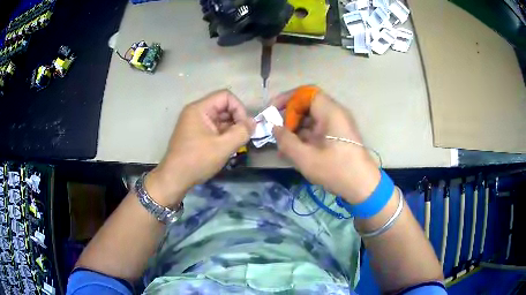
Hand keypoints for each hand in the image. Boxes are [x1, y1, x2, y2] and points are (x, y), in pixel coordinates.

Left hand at [146, 89, 253, 206]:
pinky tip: (227, 148)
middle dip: (236, 120)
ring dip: (231, 129)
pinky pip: (213, 128)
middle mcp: (196, 112)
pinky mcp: (195, 134)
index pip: (226, 96)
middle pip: (223, 106)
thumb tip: (254, 122)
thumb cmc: (197, 160)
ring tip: (236, 144)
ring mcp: (194, 123)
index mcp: (199, 109)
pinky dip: (223, 135)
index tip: (245, 127)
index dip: (239, 108)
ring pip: (219, 119)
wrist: (174, 179)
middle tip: (244, 137)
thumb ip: (241, 132)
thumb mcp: (223, 147)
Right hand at [272, 87, 379, 203]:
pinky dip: (304, 136)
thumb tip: (274, 128)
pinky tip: (293, 150)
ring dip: (295, 128)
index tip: (272, 110)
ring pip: (311, 118)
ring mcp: (337, 125)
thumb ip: (286, 141)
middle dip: (289, 115)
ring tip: (281, 143)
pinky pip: (317, 129)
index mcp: (331, 112)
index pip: (306, 93)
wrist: (363, 187)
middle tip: (276, 130)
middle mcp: (335, 114)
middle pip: (308, 105)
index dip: (287, 98)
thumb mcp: (306, 158)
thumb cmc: (337, 170)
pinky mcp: (337, 136)